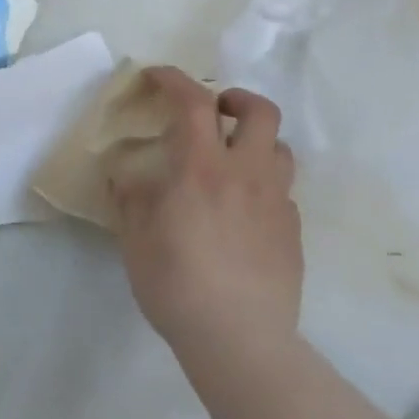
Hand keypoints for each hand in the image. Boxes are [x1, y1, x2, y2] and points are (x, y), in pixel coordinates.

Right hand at [112, 67, 301, 359]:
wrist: (240, 341)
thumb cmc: (177, 285)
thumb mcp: (135, 239)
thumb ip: (131, 198)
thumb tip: (125, 175)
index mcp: (202, 168)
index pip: (193, 101)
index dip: (174, 79)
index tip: (157, 77)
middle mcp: (246, 173)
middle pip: (260, 110)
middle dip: (236, 99)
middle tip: (214, 112)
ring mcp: (276, 202)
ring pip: (280, 148)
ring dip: (256, 141)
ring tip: (232, 161)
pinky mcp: (293, 232)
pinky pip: (283, 192)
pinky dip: (263, 186)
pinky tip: (244, 213)